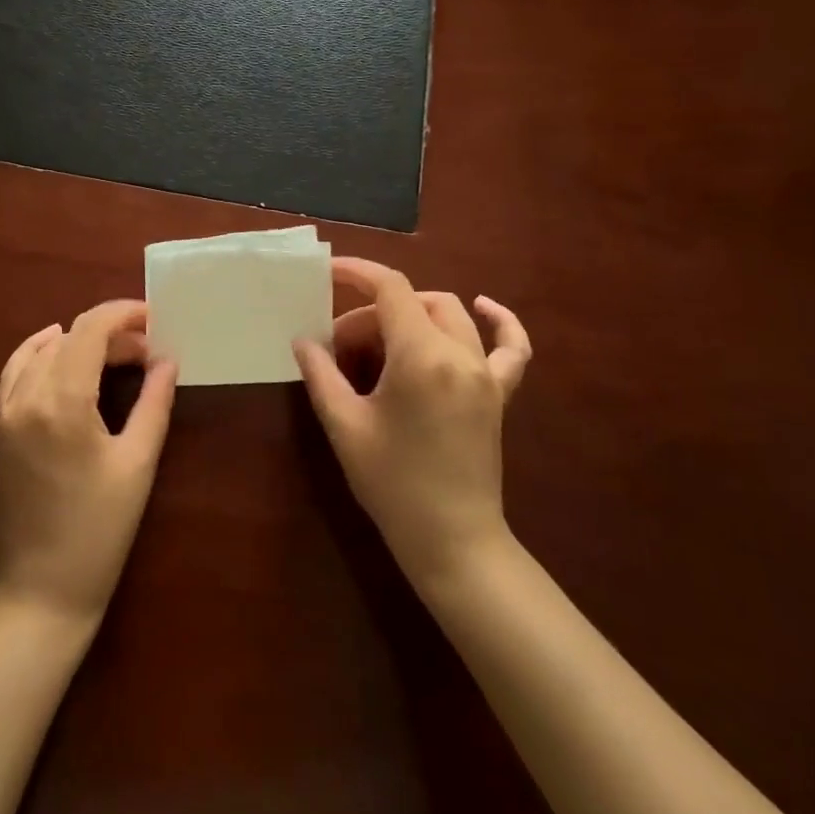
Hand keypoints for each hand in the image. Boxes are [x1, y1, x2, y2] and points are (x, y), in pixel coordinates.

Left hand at [0, 300, 177, 626]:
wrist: (41, 590)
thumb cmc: (99, 530)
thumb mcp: (137, 464)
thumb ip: (154, 403)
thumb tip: (167, 360)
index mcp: (62, 401)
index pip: (90, 330)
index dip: (122, 314)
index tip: (153, 318)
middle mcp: (27, 396)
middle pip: (69, 338)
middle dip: (110, 333)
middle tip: (149, 352)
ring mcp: (6, 412)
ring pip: (42, 351)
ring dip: (79, 342)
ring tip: (115, 355)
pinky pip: (15, 372)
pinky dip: (39, 353)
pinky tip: (59, 351)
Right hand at [293, 257, 531, 592]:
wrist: (452, 541)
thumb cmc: (392, 484)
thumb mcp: (345, 426)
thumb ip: (321, 374)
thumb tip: (303, 340)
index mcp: (421, 357)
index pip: (390, 289)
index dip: (357, 272)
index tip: (327, 273)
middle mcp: (460, 354)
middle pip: (413, 303)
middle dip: (371, 313)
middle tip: (340, 348)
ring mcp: (485, 373)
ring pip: (450, 314)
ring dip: (412, 314)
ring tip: (380, 340)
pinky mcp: (499, 393)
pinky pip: (511, 348)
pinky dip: (500, 321)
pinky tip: (485, 306)